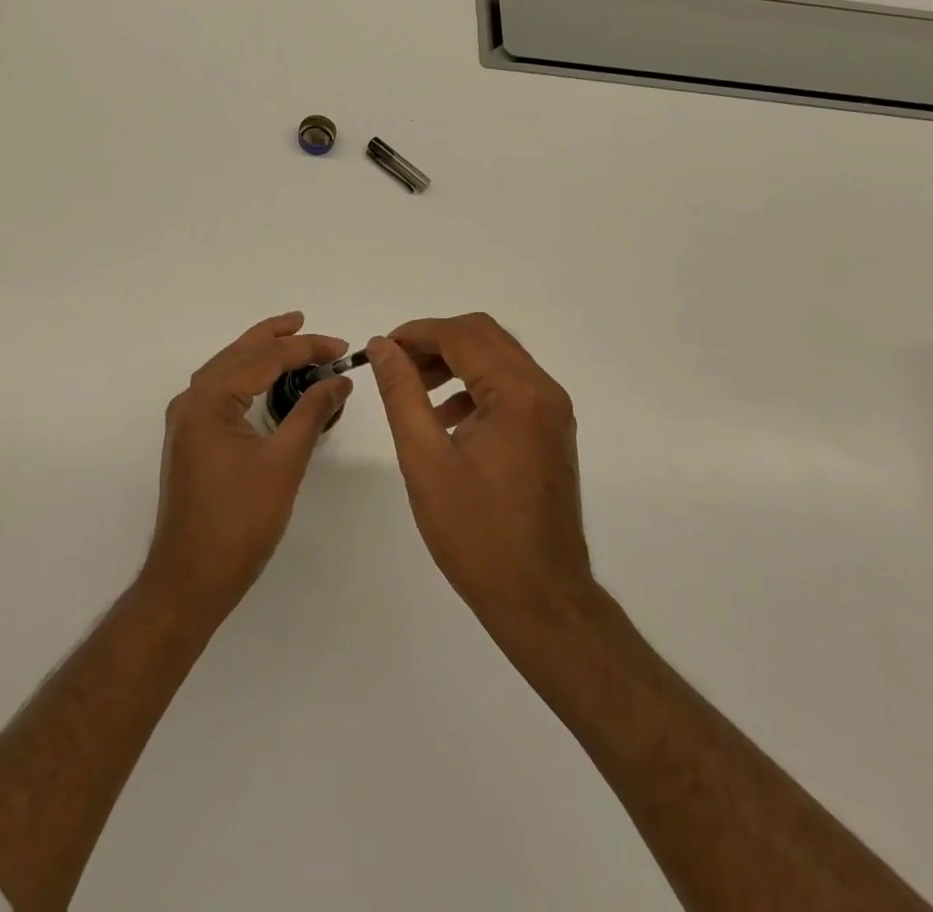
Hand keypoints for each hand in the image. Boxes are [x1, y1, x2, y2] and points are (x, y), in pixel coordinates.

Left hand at [144, 312, 351, 616]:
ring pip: (226, 371)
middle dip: (275, 338)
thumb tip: (339, 379)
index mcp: (208, 400)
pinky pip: (220, 392)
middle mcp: (190, 401)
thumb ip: (311, 413)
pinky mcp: (191, 439)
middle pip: (237, 354)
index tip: (341, 347)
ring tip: (291, 340)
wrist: (190, 579)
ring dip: (258, 354)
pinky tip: (265, 381)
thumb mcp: (284, 462)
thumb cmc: (239, 521)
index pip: (262, 359)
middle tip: (308, 323)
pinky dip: (246, 378)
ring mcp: (186, 421)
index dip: (305, 348)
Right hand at [369, 314, 595, 632]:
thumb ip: (401, 392)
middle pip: (484, 336)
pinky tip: (446, 418)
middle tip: (396, 365)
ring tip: (414, 389)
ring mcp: (552, 411)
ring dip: (455, 361)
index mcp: (517, 392)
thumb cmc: (476, 532)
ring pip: (498, 358)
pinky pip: (510, 386)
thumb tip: (383, 346)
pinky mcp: (551, 431)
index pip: (461, 335)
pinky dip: (475, 386)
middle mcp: (543, 390)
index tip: (381, 349)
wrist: (540, 599)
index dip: (415, 333)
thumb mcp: (424, 458)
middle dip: (435, 341)